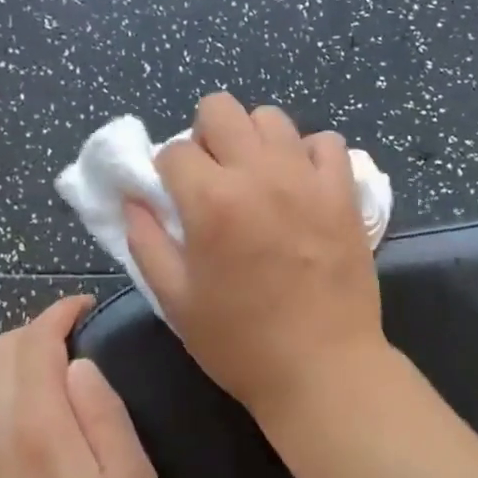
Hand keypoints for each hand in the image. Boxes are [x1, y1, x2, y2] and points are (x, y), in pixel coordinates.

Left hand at [0, 296, 168, 477]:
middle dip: (37, 330)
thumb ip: (105, 414)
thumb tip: (80, 366)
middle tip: (77, 335)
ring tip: (61, 373)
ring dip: (23, 364)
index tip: (86, 306)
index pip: (33, 343)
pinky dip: (10, 398)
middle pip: (1, 354)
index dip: (58, 313)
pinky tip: (40, 421)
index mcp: (37, 426)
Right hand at [126, 93, 387, 419]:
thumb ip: (146, 242)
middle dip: (204, 136)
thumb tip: (134, 199)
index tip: (175, 199)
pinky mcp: (343, 192)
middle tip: (212, 177)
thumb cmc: (240, 343)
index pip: (173, 151)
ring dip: (253, 139)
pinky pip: (325, 142)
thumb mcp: (175, 300)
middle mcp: (258, 174)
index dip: (166, 172)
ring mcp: (307, 178)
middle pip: (219, 108)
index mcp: (210, 201)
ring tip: (256, 178)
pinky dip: (307, 153)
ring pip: (271, 118)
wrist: (322, 368)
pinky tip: (300, 184)